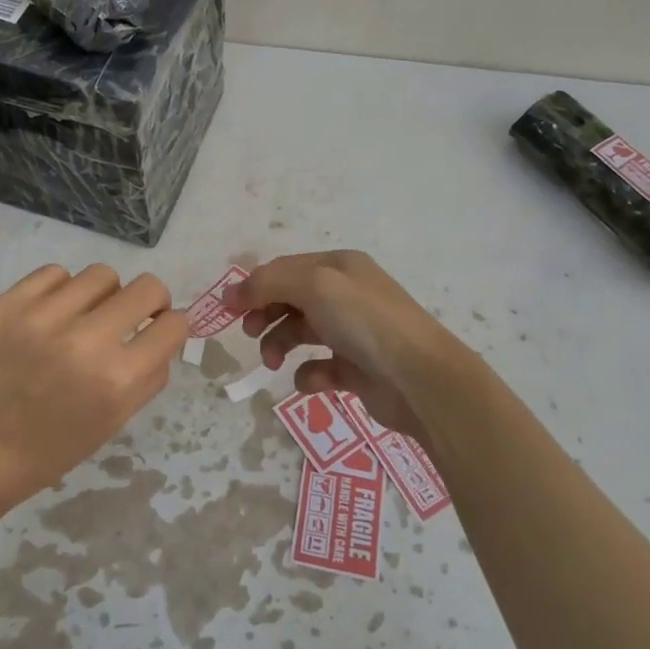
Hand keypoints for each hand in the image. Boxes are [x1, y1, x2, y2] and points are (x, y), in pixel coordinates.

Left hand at [0, 264, 188, 517]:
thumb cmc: (49, 451)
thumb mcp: (112, 423)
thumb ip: (147, 376)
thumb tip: (164, 334)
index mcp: (117, 381)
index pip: (173, 325)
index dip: (171, 326)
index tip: (158, 330)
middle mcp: (86, 341)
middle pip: (147, 287)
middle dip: (149, 301)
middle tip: (131, 317)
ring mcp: (44, 317)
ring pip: (102, 274)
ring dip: (103, 295)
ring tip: (84, 317)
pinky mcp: (9, 304)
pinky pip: (56, 273)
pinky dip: (62, 290)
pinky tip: (51, 315)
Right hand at [225, 250, 461, 445]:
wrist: (420, 378)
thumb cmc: (366, 322)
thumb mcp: (315, 286)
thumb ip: (269, 283)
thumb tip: (232, 292)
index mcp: (340, 267)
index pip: (286, 269)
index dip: (255, 286)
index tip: (229, 310)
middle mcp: (347, 295)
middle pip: (291, 299)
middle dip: (265, 314)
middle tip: (250, 334)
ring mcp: (353, 333)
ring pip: (301, 332)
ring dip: (280, 344)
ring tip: (273, 362)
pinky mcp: (358, 370)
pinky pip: (320, 368)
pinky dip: (309, 374)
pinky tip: (312, 380)